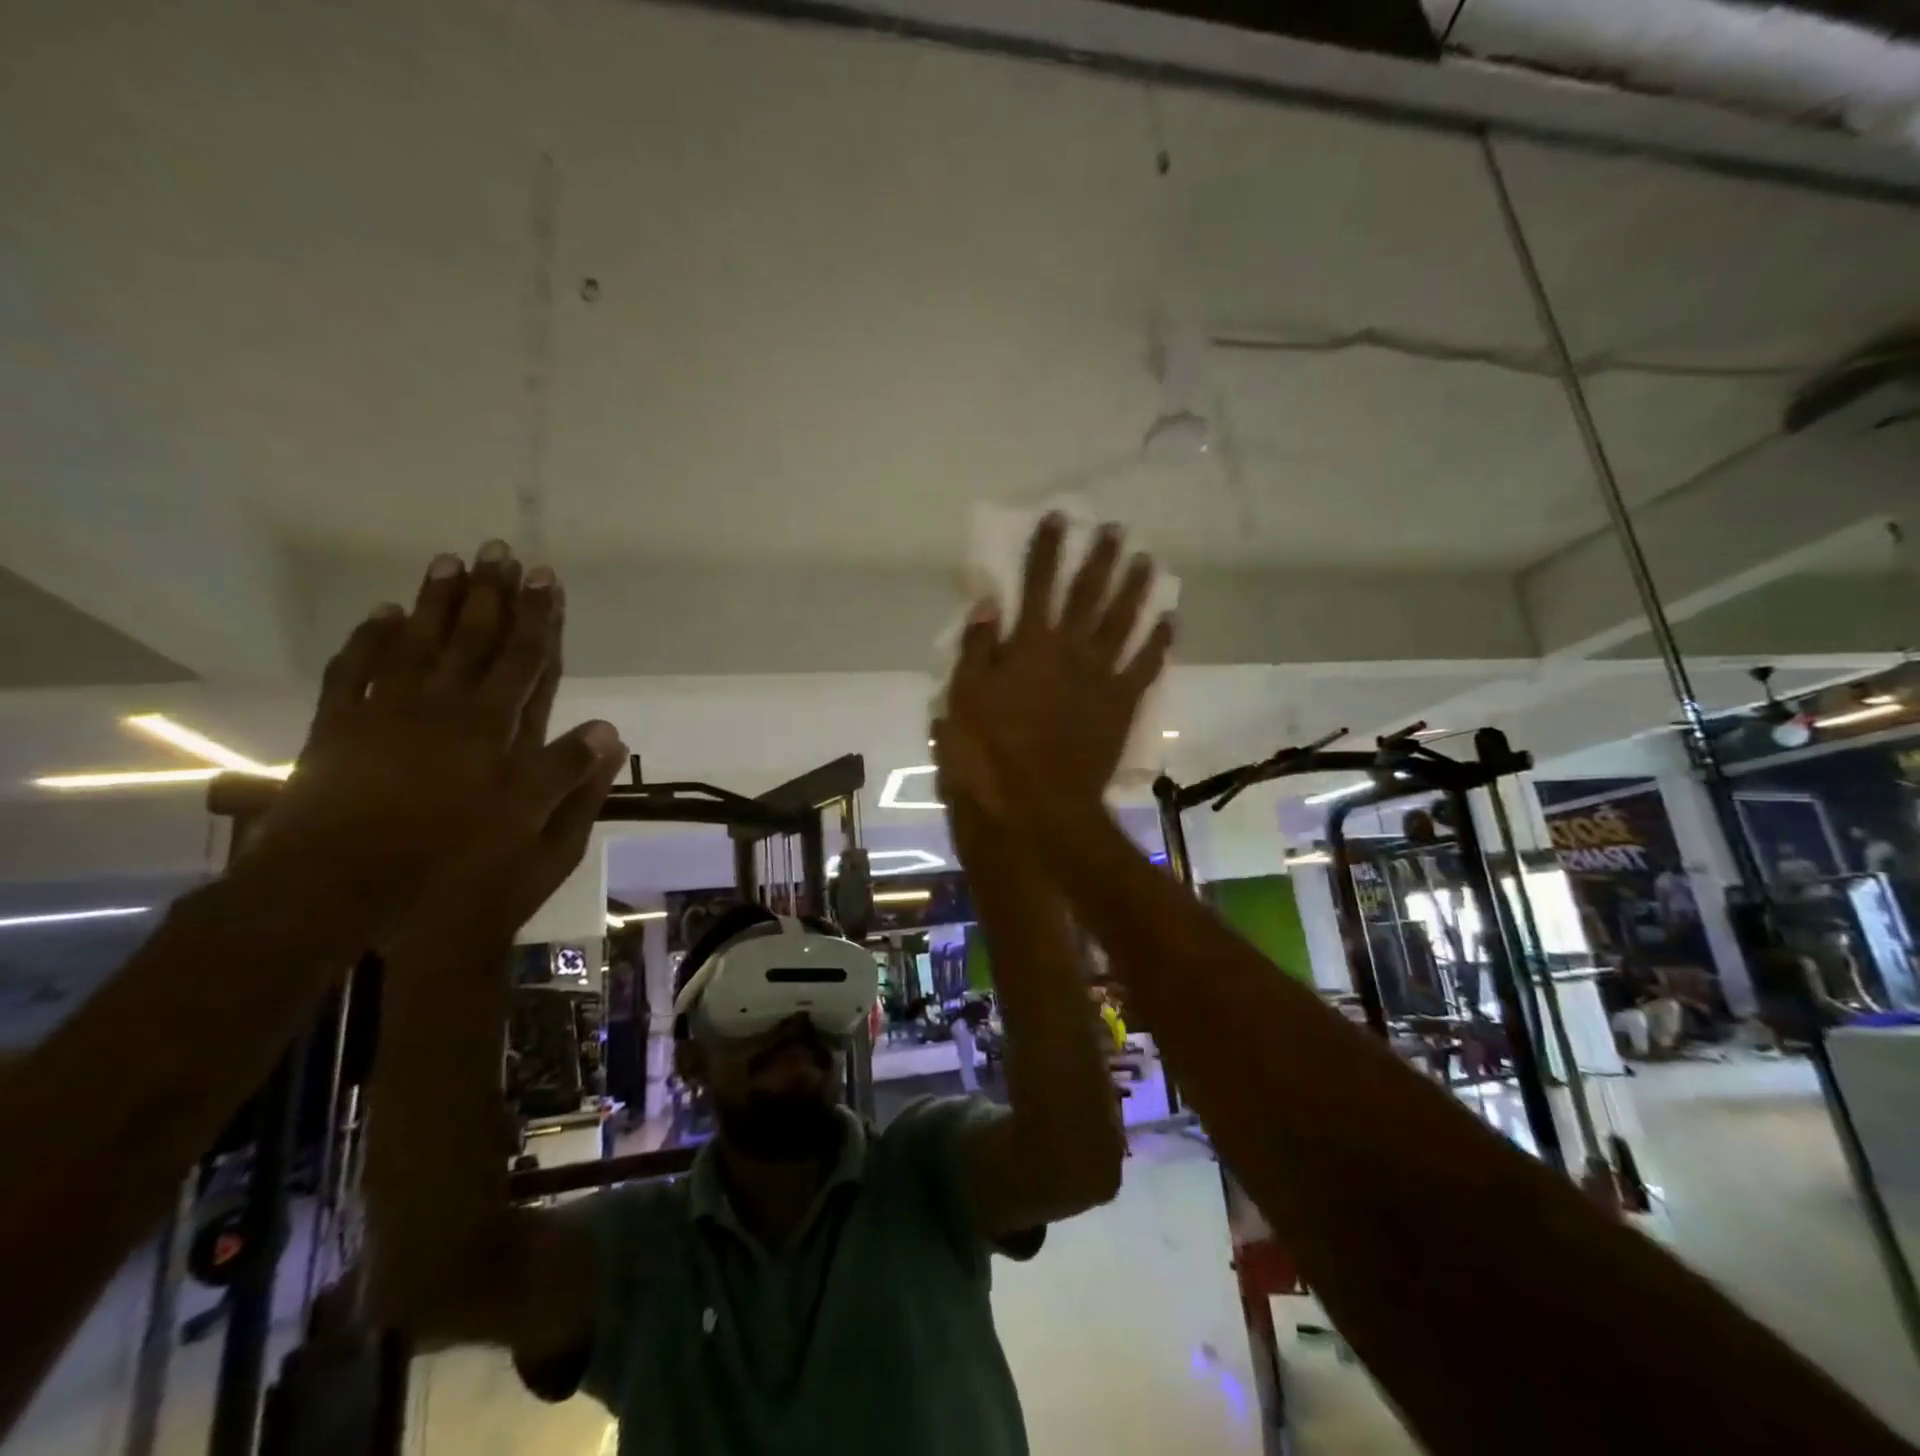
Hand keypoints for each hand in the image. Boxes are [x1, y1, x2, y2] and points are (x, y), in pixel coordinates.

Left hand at [247, 542, 624, 943]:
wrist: (339, 883)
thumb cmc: (448, 859)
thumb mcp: (531, 828)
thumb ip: (568, 775)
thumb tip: (609, 730)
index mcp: (492, 726)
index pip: (526, 659)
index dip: (540, 616)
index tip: (547, 576)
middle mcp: (443, 705)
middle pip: (472, 637)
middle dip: (490, 593)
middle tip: (497, 548)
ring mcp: (385, 711)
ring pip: (416, 641)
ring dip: (434, 601)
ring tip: (447, 561)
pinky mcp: (338, 728)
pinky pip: (353, 670)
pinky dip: (367, 640)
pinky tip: (380, 615)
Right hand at [937, 514, 1171, 818]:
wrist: (1036, 806)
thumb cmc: (988, 755)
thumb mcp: (964, 699)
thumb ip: (978, 649)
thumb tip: (988, 604)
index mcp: (1029, 645)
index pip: (1036, 584)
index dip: (1046, 549)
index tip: (1057, 518)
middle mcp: (1070, 650)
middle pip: (1088, 594)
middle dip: (1099, 558)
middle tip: (1114, 528)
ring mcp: (1101, 677)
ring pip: (1124, 621)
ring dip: (1136, 588)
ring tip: (1147, 560)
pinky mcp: (1122, 705)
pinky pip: (1146, 666)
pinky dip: (1159, 642)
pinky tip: (1170, 620)